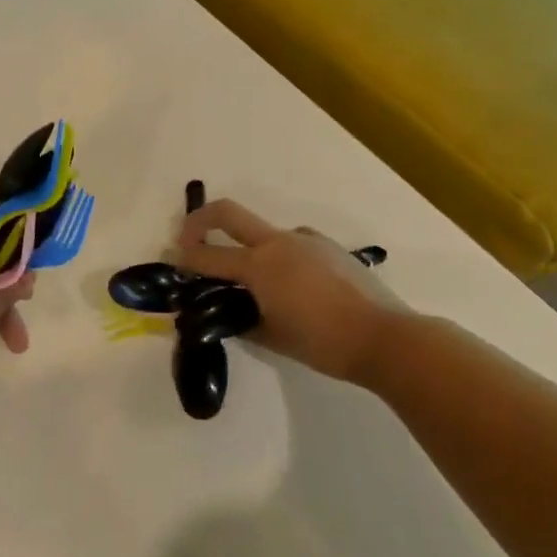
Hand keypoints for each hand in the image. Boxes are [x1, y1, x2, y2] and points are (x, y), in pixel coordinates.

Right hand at [177, 199, 415, 382]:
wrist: (387, 337)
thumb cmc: (323, 342)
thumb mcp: (272, 337)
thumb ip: (241, 320)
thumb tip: (226, 315)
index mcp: (259, 266)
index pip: (207, 257)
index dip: (183, 258)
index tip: (170, 259)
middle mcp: (278, 243)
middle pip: (227, 213)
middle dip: (199, 220)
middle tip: (187, 238)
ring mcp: (306, 240)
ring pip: (264, 234)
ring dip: (248, 248)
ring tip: (257, 286)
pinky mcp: (328, 246)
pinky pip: (293, 243)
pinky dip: (280, 257)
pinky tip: (295, 287)